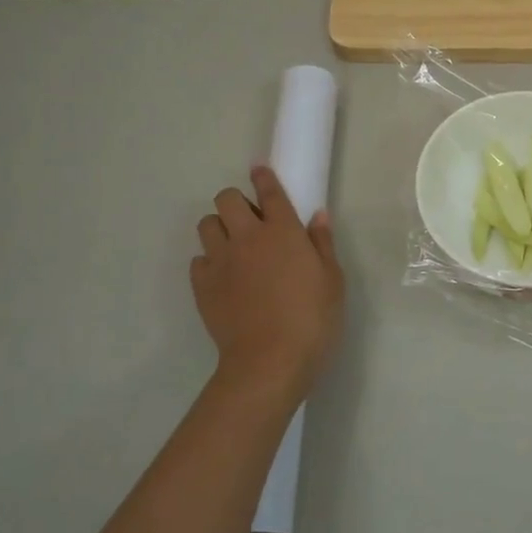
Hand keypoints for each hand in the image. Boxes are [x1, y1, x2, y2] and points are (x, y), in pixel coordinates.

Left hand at [191, 166, 344, 411]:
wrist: (270, 360)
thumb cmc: (313, 319)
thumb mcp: (333, 280)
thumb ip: (323, 244)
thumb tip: (317, 215)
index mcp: (284, 231)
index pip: (269, 191)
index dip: (264, 177)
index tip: (260, 172)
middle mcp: (248, 237)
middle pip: (227, 199)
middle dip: (236, 203)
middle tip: (251, 222)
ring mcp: (221, 260)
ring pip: (207, 225)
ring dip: (220, 229)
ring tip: (234, 247)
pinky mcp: (202, 285)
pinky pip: (199, 260)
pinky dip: (210, 262)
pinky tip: (225, 277)